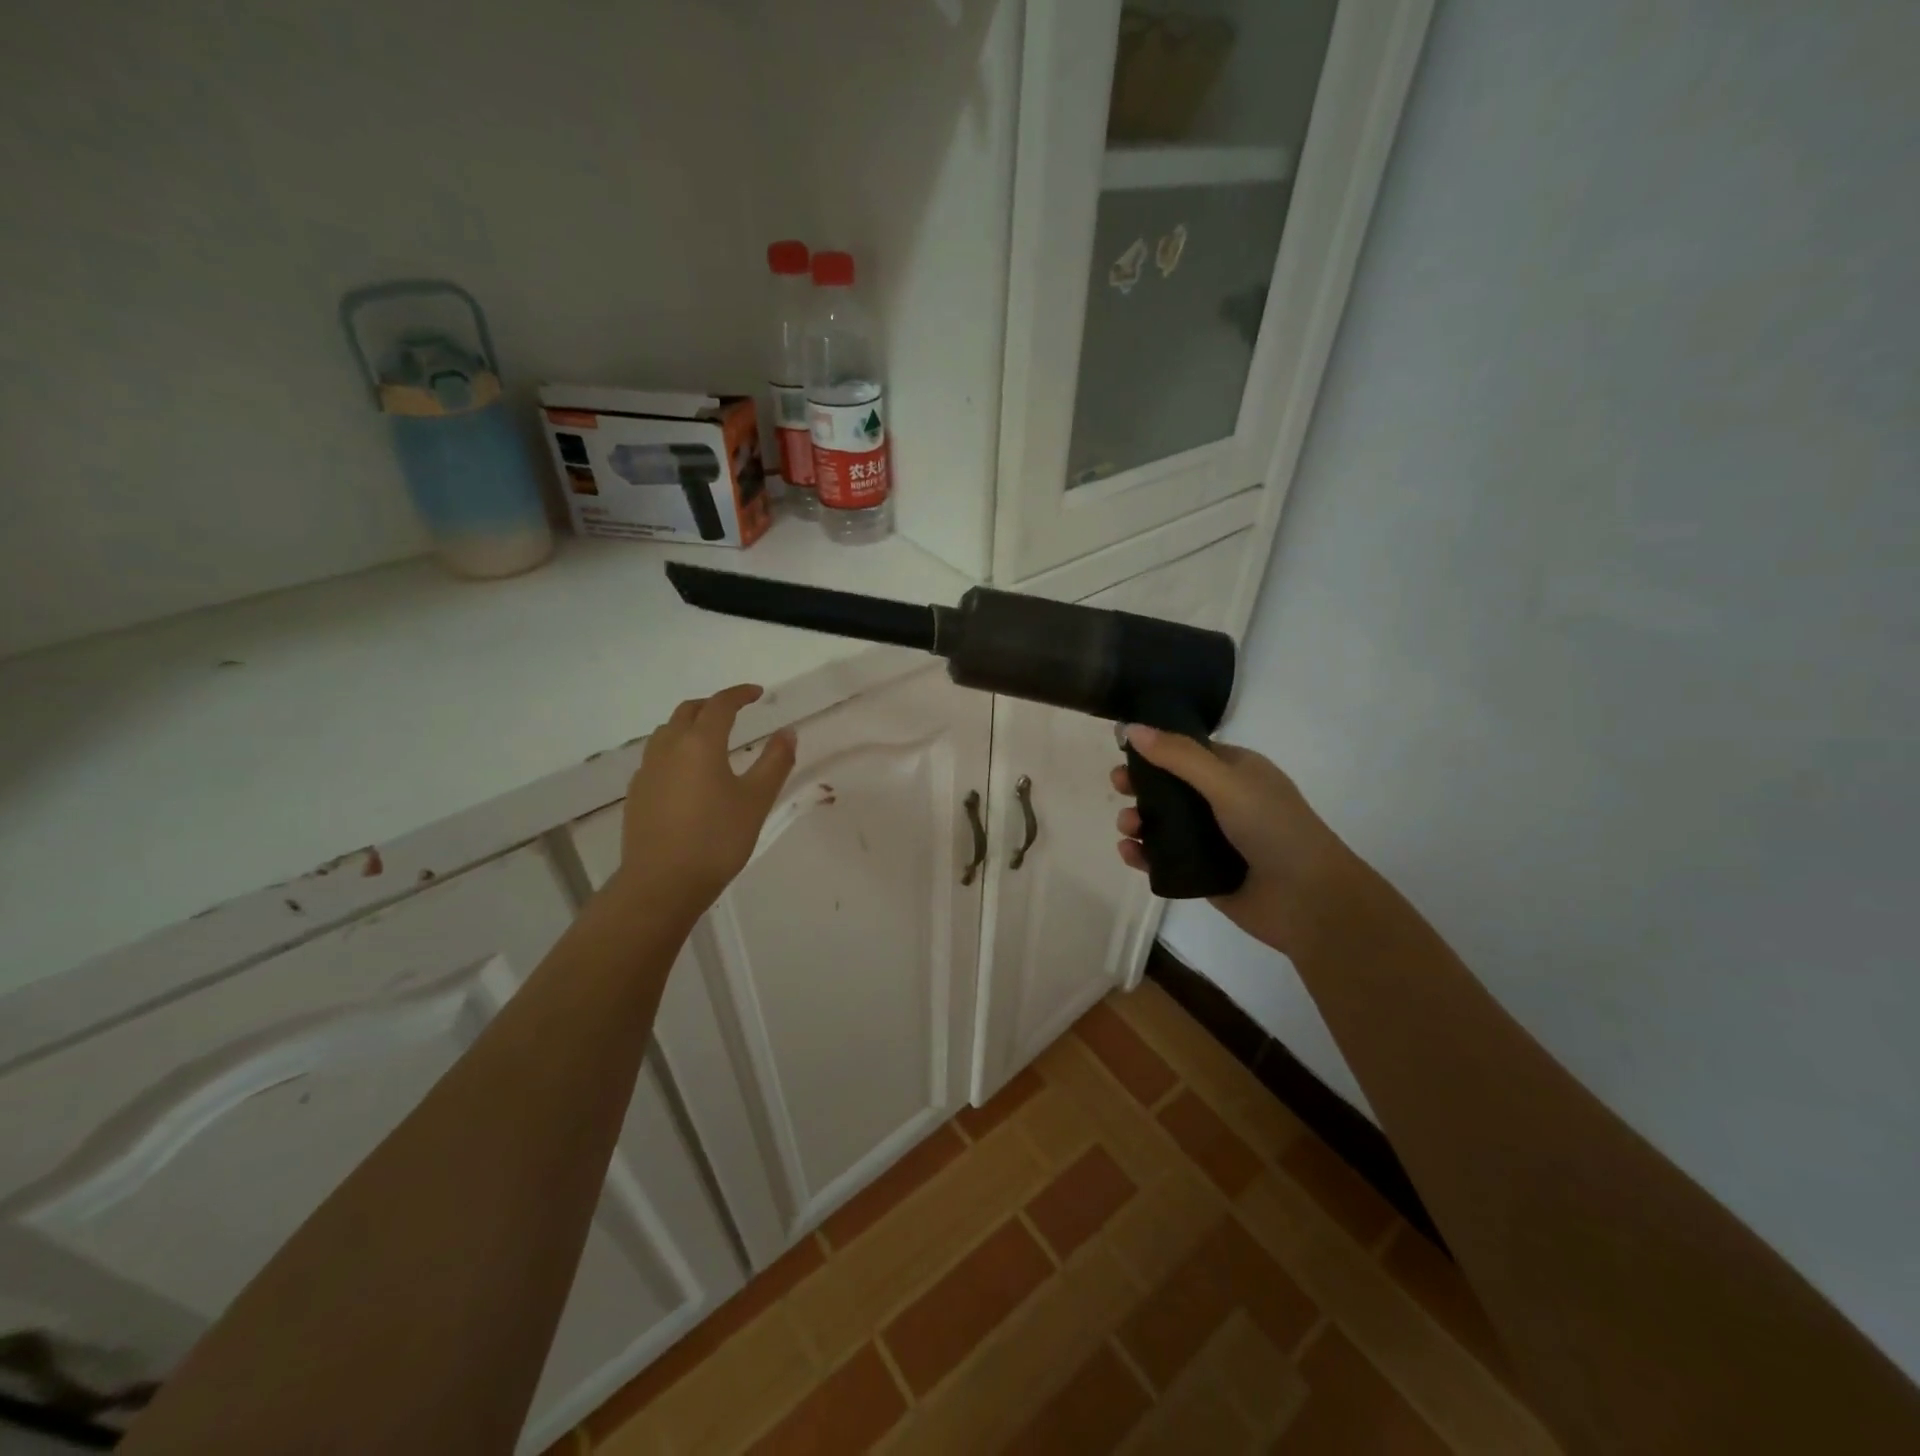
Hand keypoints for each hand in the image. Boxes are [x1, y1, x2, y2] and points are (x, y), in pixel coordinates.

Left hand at [615, 685, 796, 918]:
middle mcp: (668, 747)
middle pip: (688, 711)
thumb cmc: (717, 839)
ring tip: (711, 739)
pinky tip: (688, 774)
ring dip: (690, 725)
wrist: (662, 884)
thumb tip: (787, 731)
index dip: (740, 694)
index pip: (720, 705)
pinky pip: (657, 757)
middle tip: (735, 712)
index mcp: (700, 743)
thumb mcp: (756, 800)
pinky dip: (675, 750)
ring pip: (667, 732)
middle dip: (712, 705)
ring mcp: (647, 770)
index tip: (758, 693)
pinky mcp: (637, 793)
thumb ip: (775, 761)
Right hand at [1113, 725, 1356, 956]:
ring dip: (1138, 820)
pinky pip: (1163, 859)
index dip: (1155, 749)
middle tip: (1117, 786)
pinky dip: (1143, 855)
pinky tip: (1129, 852)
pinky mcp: (1202, 873)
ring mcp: (1212, 840)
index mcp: (1236, 772)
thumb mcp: (1226, 782)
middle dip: (1141, 785)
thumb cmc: (1273, 828)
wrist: (1308, 900)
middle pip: (1170, 787)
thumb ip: (1178, 756)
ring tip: (1127, 826)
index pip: (1188, 751)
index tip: (1123, 750)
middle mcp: (1224, 802)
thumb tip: (1131, 728)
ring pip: (1163, 824)